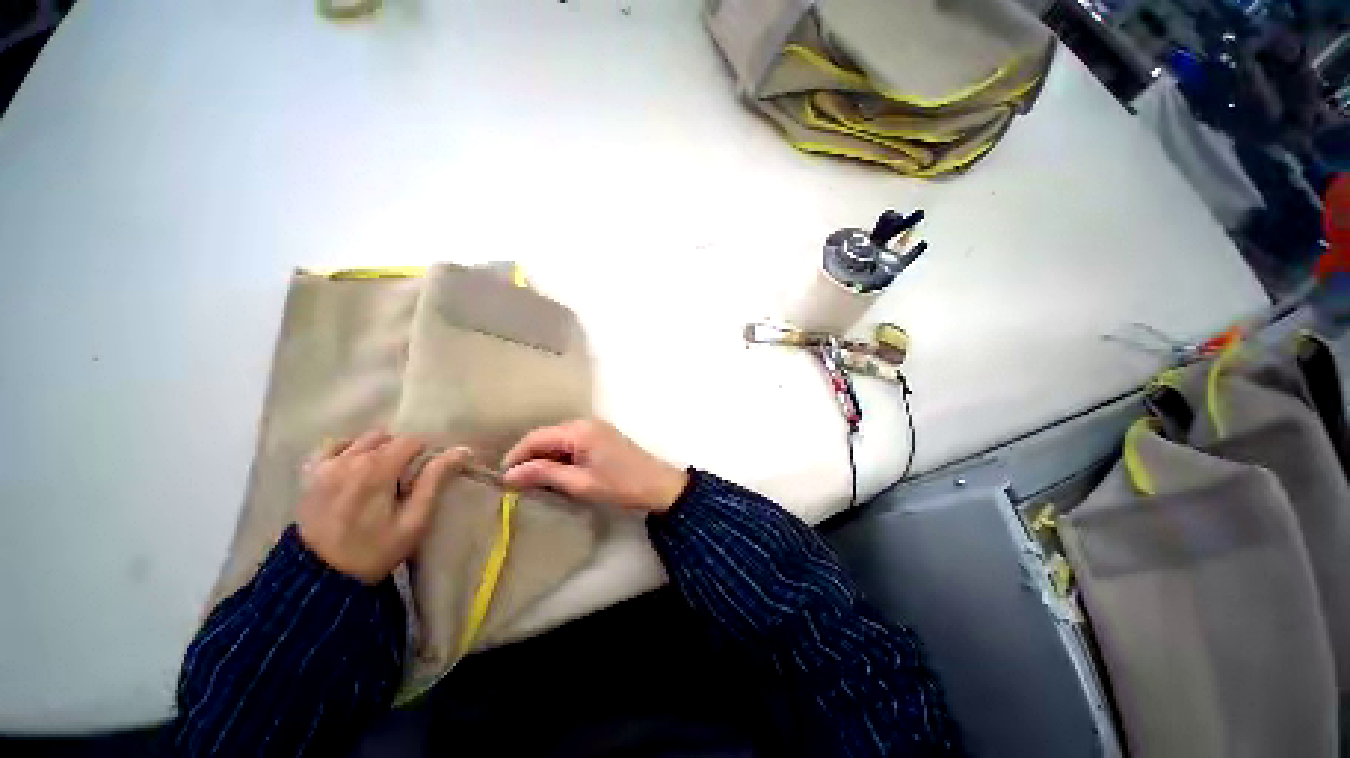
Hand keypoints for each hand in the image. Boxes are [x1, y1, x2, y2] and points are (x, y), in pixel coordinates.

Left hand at [298, 431, 469, 583]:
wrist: (321, 579)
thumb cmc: (375, 550)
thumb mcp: (415, 520)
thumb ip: (435, 480)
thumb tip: (462, 450)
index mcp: (377, 468)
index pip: (411, 441)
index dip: (424, 454)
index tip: (426, 474)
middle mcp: (350, 459)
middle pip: (387, 439)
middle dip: (402, 452)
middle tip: (405, 479)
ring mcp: (326, 466)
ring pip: (362, 440)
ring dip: (377, 450)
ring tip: (381, 476)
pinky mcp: (310, 475)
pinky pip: (332, 447)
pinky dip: (348, 450)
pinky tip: (355, 466)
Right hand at [501, 420, 687, 513]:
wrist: (659, 484)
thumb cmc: (620, 485)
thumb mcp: (580, 483)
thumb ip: (545, 474)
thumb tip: (510, 474)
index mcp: (579, 431)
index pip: (537, 437)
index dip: (516, 455)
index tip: (503, 478)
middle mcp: (585, 423)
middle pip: (547, 436)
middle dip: (529, 457)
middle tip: (516, 483)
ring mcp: (595, 428)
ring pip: (559, 439)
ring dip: (545, 457)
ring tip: (533, 481)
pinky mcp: (602, 437)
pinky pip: (572, 442)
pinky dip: (560, 456)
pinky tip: (556, 473)